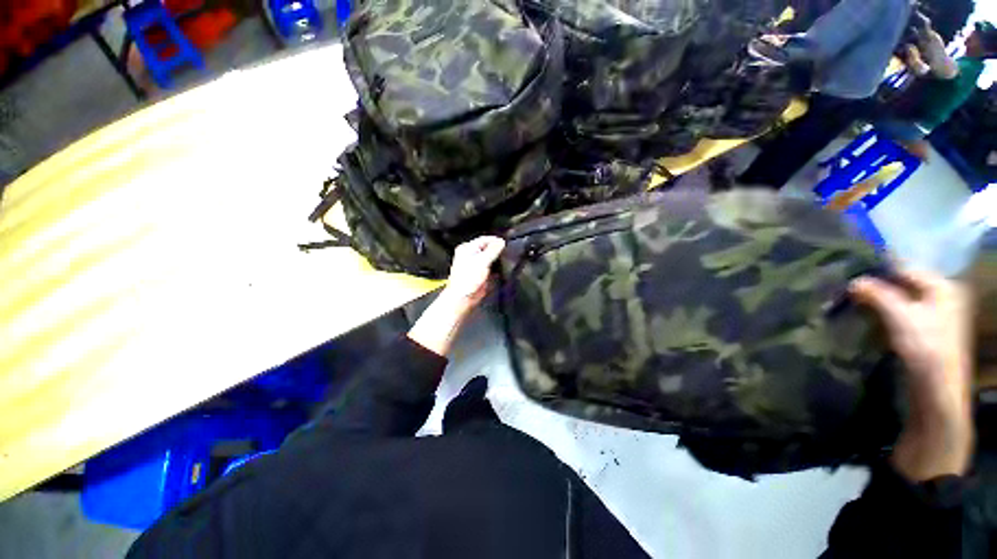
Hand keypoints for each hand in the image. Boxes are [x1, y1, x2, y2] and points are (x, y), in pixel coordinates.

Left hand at [443, 236, 505, 305]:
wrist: (464, 297)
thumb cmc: (467, 279)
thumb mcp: (482, 261)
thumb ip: (493, 250)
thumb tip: (501, 241)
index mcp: (467, 248)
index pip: (484, 239)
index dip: (495, 241)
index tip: (505, 243)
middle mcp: (471, 255)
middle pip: (487, 248)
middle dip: (497, 250)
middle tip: (507, 252)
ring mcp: (476, 265)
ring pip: (490, 258)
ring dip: (497, 259)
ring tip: (505, 260)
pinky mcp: (481, 274)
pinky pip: (491, 268)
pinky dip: (497, 268)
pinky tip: (502, 269)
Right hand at [850, 269, 973, 480]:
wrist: (937, 394)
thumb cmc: (924, 349)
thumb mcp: (899, 317)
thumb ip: (877, 294)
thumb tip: (854, 281)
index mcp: (943, 287)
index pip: (905, 268)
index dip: (877, 271)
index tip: (849, 275)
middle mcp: (942, 297)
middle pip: (903, 284)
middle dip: (875, 287)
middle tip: (847, 291)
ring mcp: (936, 317)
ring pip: (900, 300)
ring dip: (877, 302)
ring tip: (852, 304)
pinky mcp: (926, 333)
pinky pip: (901, 315)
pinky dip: (883, 314)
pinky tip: (868, 319)